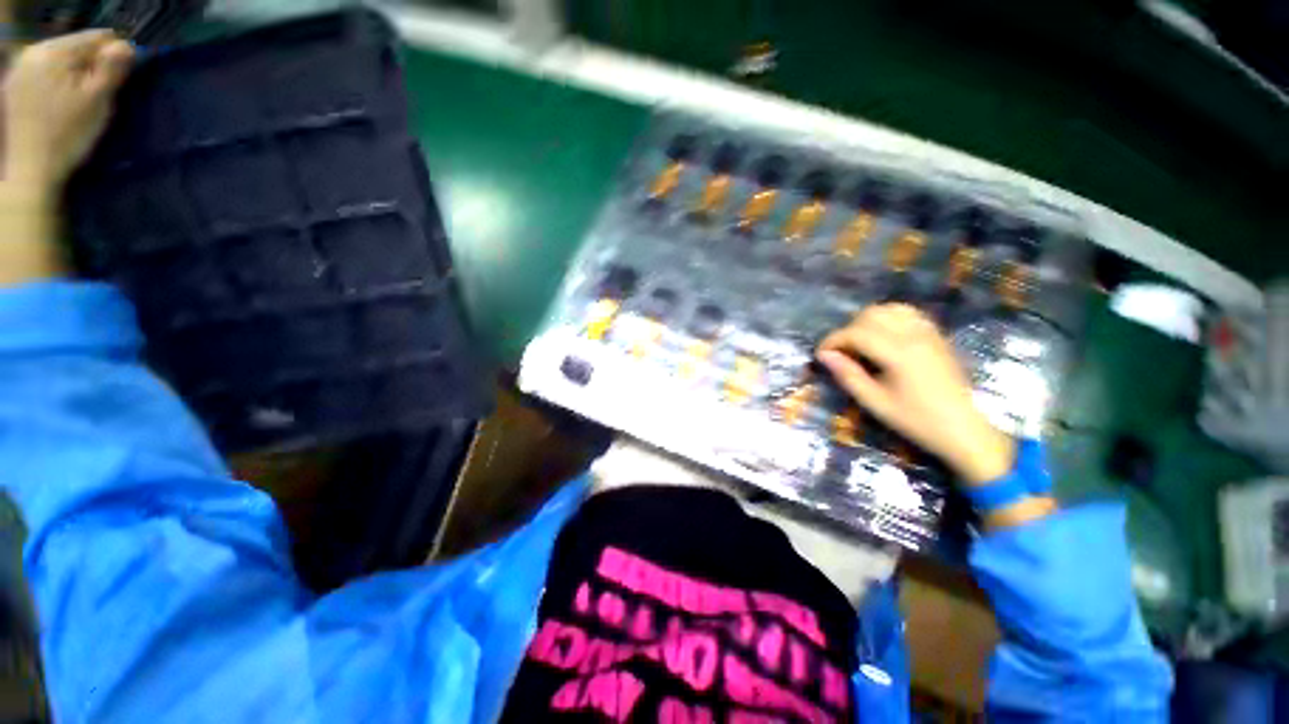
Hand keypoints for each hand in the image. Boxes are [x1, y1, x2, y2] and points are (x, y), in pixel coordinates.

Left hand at [3, 31, 133, 191]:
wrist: (31, 172)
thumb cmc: (68, 135)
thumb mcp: (97, 100)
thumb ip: (112, 67)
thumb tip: (126, 46)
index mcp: (54, 51)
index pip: (97, 38)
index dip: (114, 56)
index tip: (119, 80)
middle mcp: (33, 52)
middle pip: (76, 48)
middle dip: (92, 67)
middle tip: (98, 95)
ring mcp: (20, 71)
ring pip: (61, 62)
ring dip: (76, 76)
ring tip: (79, 102)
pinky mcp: (16, 89)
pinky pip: (46, 75)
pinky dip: (59, 86)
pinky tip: (60, 106)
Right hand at [816, 304, 1014, 484]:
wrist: (964, 429)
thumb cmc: (916, 420)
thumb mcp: (874, 402)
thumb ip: (847, 375)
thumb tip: (824, 356)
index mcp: (898, 353)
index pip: (855, 333)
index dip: (832, 340)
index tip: (821, 355)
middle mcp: (914, 335)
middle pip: (871, 314)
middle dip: (848, 330)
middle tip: (841, 352)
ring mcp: (928, 333)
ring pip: (890, 309)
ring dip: (868, 321)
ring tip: (860, 343)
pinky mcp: (936, 336)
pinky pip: (908, 314)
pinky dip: (889, 319)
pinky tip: (883, 338)